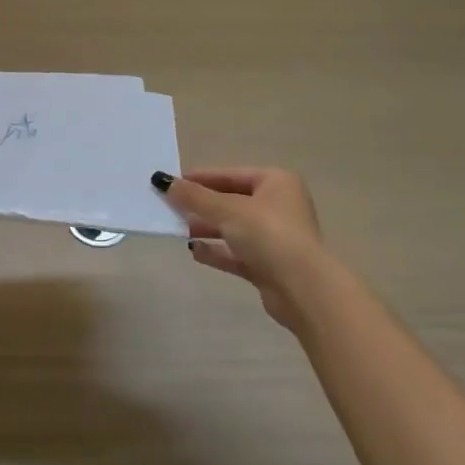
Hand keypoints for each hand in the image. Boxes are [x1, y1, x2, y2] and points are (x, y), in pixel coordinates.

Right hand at [152, 167, 329, 329]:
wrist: (303, 289)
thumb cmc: (268, 235)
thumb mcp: (227, 210)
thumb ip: (193, 197)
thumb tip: (162, 180)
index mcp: (276, 182)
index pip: (231, 175)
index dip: (200, 178)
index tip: (172, 183)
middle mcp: (279, 206)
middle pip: (231, 201)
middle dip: (201, 206)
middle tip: (170, 208)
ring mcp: (276, 238)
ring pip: (233, 228)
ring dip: (206, 228)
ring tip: (177, 230)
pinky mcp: (270, 265)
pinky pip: (237, 253)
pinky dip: (217, 251)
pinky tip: (194, 252)